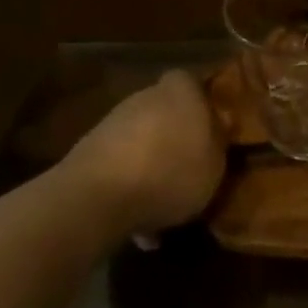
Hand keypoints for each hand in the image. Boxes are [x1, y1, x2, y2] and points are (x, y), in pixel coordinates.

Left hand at [56, 71, 225, 234]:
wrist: (98, 197)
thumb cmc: (171, 173)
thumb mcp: (215, 163)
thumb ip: (219, 141)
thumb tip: (218, 126)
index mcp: (181, 91)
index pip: (193, 81)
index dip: (202, 102)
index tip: (212, 127)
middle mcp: (145, 97)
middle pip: (166, 111)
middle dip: (176, 135)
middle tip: (191, 166)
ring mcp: (113, 122)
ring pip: (142, 140)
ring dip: (152, 165)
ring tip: (165, 205)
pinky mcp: (88, 151)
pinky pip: (120, 167)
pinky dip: (130, 189)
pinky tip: (138, 226)